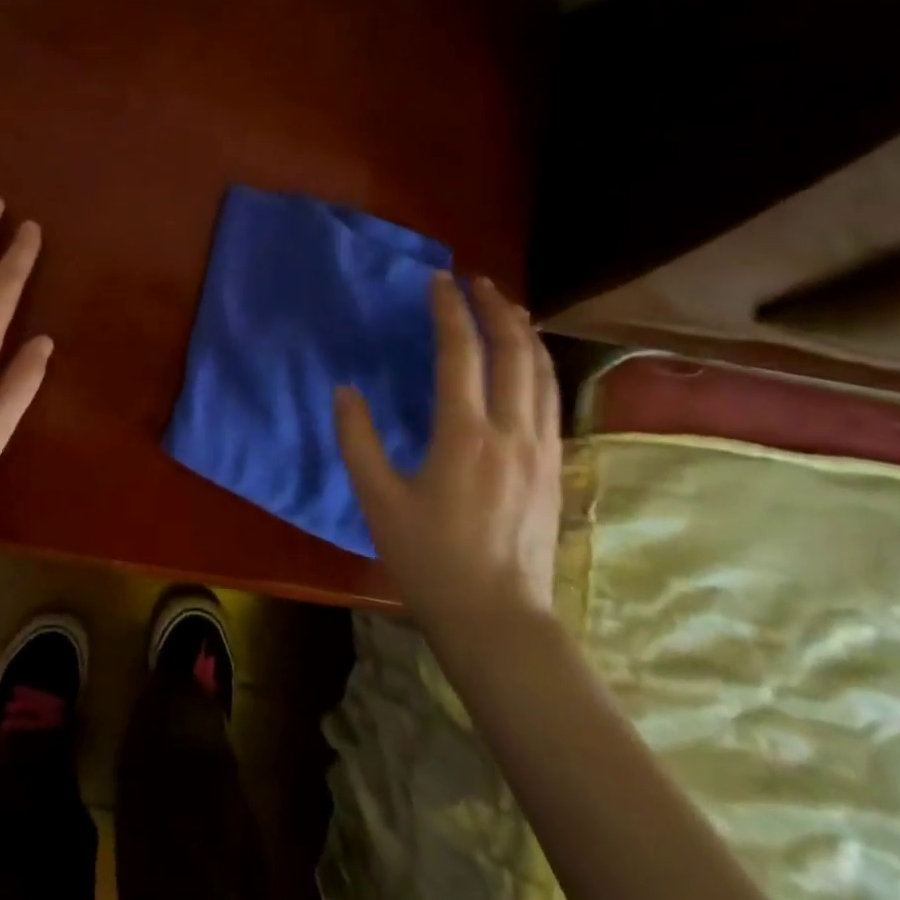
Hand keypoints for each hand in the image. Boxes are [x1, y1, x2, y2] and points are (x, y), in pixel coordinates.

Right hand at [334, 274, 561, 679]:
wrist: (499, 619)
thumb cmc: (430, 560)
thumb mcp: (378, 501)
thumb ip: (358, 440)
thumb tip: (345, 391)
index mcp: (464, 435)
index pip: (460, 353)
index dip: (449, 310)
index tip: (439, 280)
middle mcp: (511, 431)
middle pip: (513, 351)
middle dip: (496, 308)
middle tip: (478, 280)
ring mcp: (540, 448)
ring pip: (542, 372)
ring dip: (524, 331)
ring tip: (508, 307)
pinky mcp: (553, 466)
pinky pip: (552, 398)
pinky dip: (539, 365)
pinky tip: (529, 362)